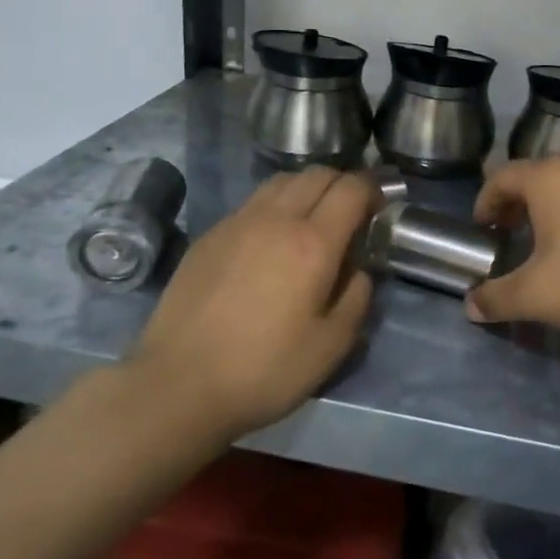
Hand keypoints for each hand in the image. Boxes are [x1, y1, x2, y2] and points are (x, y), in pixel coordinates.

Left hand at [124, 167, 378, 436]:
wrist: (178, 384)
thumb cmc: (264, 369)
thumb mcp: (331, 346)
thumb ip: (357, 298)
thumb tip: (358, 270)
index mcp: (313, 243)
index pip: (351, 189)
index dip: (372, 190)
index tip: (380, 206)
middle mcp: (276, 219)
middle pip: (317, 174)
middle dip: (342, 183)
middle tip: (351, 211)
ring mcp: (238, 223)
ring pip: (282, 181)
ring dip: (307, 188)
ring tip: (313, 217)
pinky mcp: (210, 235)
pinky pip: (253, 202)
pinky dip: (275, 204)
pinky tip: (272, 238)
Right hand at [465, 157, 559, 342]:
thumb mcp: (537, 296)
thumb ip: (497, 298)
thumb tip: (471, 306)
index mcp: (550, 178)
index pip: (502, 177)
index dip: (484, 201)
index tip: (482, 229)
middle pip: (537, 177)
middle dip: (517, 205)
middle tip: (508, 234)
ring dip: (552, 210)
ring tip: (548, 244)